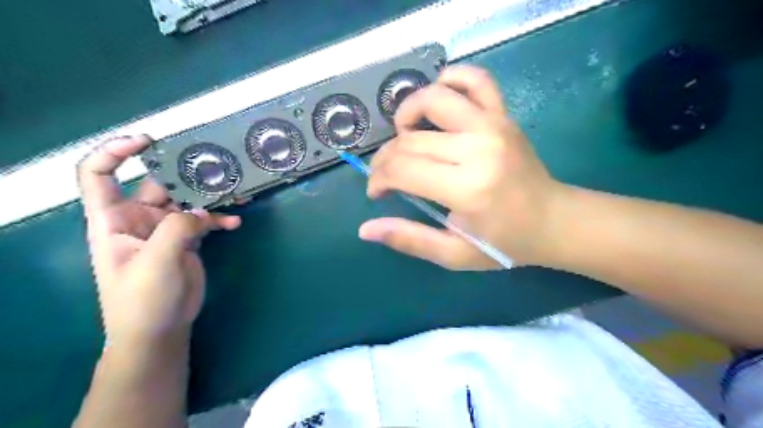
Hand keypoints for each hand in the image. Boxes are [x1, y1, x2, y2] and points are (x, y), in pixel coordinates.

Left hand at [77, 135, 237, 346]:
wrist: (160, 329)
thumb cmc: (142, 299)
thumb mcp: (155, 262)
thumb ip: (177, 228)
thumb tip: (202, 210)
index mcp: (113, 219)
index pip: (99, 175)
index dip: (116, 152)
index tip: (147, 141)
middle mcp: (138, 218)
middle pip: (158, 183)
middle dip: (183, 172)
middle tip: (213, 164)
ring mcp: (165, 229)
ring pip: (188, 200)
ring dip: (209, 196)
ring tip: (234, 192)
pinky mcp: (187, 240)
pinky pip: (205, 220)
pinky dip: (219, 219)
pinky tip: (235, 223)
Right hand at [359, 66, 565, 269]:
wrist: (553, 221)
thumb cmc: (504, 243)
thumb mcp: (454, 254)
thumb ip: (409, 239)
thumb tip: (365, 229)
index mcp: (466, 188)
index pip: (402, 170)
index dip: (379, 179)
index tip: (377, 192)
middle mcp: (478, 149)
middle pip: (411, 140)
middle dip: (386, 158)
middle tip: (386, 175)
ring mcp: (493, 125)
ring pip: (434, 98)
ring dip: (407, 112)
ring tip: (405, 135)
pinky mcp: (504, 116)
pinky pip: (476, 79)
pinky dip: (451, 79)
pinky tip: (439, 98)